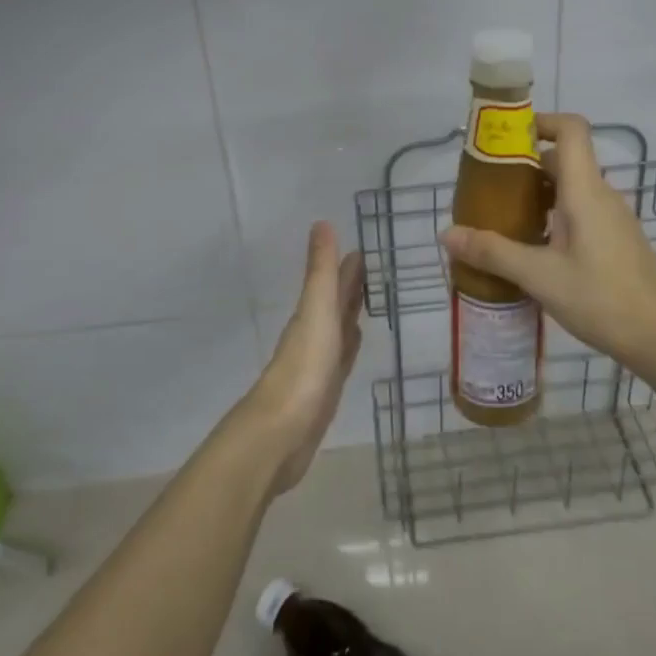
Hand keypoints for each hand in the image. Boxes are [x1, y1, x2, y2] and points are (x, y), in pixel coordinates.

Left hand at [246, 222, 365, 495]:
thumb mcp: (316, 310)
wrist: (281, 433)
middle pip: (336, 304)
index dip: (347, 266)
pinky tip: (355, 342)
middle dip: (351, 286)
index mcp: (312, 315)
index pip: (333, 283)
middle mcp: (315, 334)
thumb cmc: (304, 366)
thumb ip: (321, 271)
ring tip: (368, 299)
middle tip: (373, 267)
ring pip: (340, 329)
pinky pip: (342, 358)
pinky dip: (350, 346)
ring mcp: (319, 364)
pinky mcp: (326, 392)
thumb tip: (322, 222)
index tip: (363, 247)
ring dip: (352, 313)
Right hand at [439, 113, 655, 367]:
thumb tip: (447, 234)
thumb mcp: (540, 277)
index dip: (541, 122)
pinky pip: (581, 212)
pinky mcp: (617, 240)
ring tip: (503, 221)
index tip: (506, 139)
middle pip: (563, 160)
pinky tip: (535, 251)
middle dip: (525, 167)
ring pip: (571, 189)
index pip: (571, 129)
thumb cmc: (602, 298)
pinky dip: (554, 217)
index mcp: (585, 190)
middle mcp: (601, 195)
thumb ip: (494, 252)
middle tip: (489, 189)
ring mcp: (613, 218)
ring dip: (538, 195)